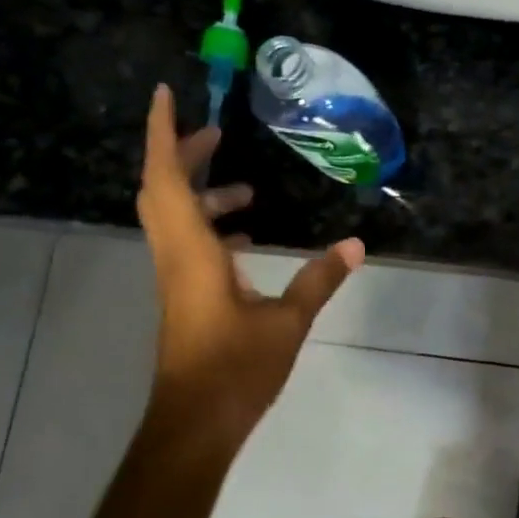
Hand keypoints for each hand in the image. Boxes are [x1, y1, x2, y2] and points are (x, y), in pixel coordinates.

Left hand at [137, 84, 363, 450]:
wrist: (195, 423)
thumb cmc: (236, 369)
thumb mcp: (288, 322)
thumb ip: (320, 279)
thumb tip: (356, 245)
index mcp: (191, 252)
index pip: (167, 179)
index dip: (162, 133)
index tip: (165, 94)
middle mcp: (174, 257)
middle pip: (163, 190)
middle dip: (183, 154)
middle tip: (217, 133)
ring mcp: (175, 279)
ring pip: (174, 218)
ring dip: (201, 193)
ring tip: (246, 188)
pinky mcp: (183, 298)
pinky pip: (187, 244)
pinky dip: (209, 227)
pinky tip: (245, 240)